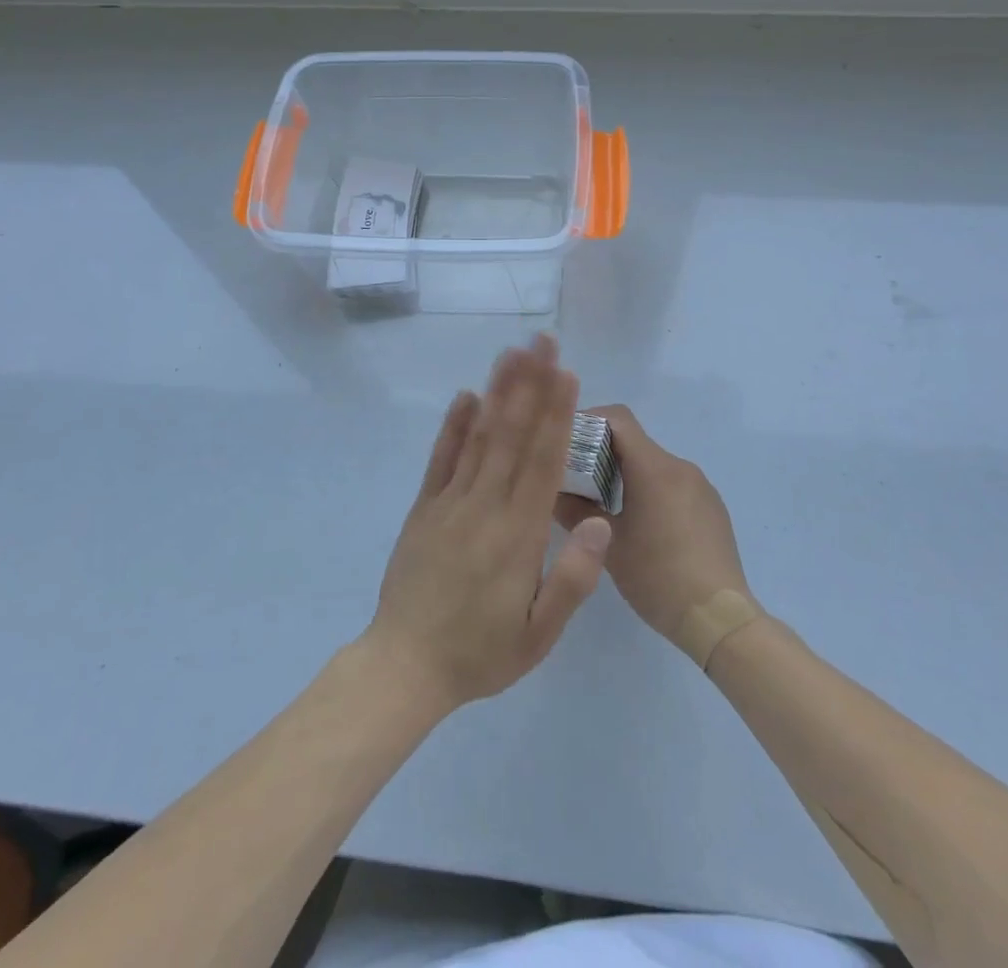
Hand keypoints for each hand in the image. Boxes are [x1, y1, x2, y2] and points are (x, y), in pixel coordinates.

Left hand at [364, 337, 612, 713]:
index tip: (565, 374)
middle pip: (513, 436)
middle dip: (530, 385)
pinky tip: (466, 396)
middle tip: (541, 342)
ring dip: (498, 393)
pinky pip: (441, 459)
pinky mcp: (424, 507)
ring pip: (479, 438)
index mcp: (518, 535)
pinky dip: (453, 426)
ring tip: (512, 354)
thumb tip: (602, 523)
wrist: (406, 667)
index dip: (556, 415)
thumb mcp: (538, 634)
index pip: (543, 462)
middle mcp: (485, 506)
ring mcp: (449, 502)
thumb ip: (572, 580)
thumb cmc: (480, 654)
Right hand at [555, 405, 750, 641]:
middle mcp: (680, 467)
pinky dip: (651, 491)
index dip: (589, 420)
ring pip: (653, 465)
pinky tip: (642, 527)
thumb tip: (550, 491)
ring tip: (604, 506)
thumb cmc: (658, 577)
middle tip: (576, 479)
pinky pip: (673, 485)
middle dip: (602, 453)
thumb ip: (574, 512)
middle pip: (634, 442)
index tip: (567, 441)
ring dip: (626, 475)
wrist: (721, 619)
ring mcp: (700, 486)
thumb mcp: (608, 545)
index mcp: (654, 468)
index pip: (618, 418)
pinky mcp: (712, 507)